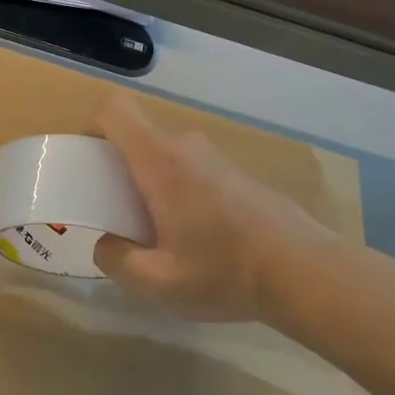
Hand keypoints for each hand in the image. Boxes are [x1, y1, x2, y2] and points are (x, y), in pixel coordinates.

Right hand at [92, 98, 339, 322]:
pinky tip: (196, 238)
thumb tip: (105, 244)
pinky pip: (191, 171)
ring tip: (157, 233)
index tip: (87, 164)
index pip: (115, 111)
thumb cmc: (224, 271)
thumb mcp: (157, 282)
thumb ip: (117, 261)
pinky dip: (179, 192)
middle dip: (119, 169)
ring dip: (151, 183)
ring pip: (166, 157)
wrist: (307, 273)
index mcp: (160, 161)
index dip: (92, 128)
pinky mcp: (238, 176)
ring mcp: (217, 159)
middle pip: (138, 138)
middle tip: (117, 213)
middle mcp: (186, 148)